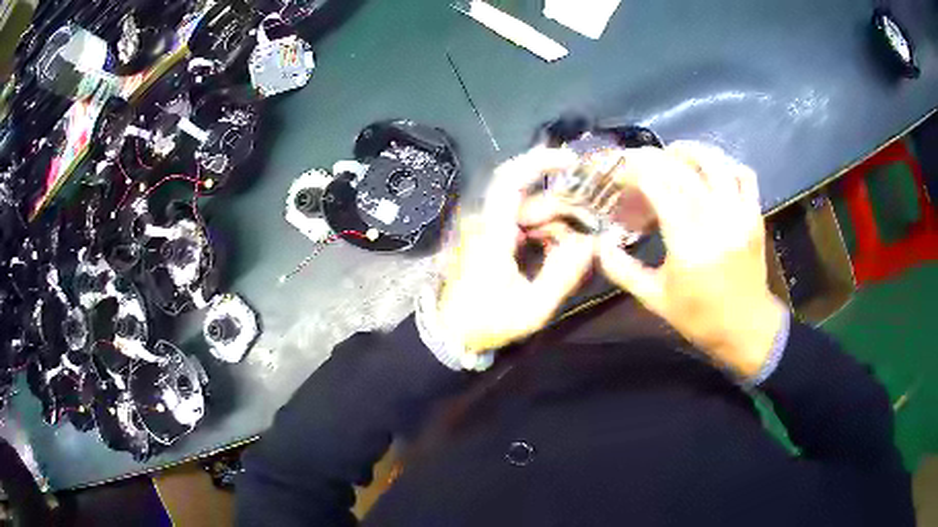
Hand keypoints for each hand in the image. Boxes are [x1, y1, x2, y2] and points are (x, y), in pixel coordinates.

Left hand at [436, 147, 593, 353]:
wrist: (451, 334)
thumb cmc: (487, 322)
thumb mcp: (532, 308)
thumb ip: (562, 275)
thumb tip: (590, 244)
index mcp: (491, 233)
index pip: (509, 180)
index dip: (539, 162)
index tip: (570, 161)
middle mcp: (484, 222)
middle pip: (527, 198)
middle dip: (559, 212)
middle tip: (580, 239)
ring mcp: (484, 228)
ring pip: (525, 210)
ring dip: (551, 226)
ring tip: (565, 255)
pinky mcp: (487, 236)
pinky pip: (519, 222)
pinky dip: (540, 233)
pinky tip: (550, 255)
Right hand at [597, 142, 785, 377]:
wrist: (746, 329)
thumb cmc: (699, 318)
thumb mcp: (654, 299)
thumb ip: (622, 269)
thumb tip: (599, 242)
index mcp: (688, 242)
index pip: (658, 184)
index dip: (633, 170)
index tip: (618, 171)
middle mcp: (716, 219)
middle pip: (682, 167)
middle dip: (653, 157)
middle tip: (636, 164)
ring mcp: (739, 213)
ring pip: (715, 161)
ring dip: (689, 151)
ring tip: (672, 157)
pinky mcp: (754, 214)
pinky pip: (743, 174)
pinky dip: (725, 165)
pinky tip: (710, 173)